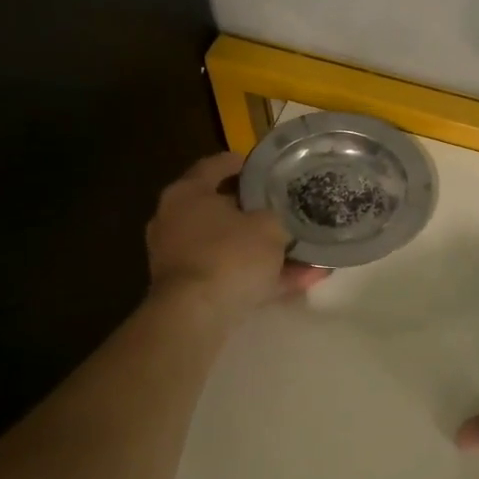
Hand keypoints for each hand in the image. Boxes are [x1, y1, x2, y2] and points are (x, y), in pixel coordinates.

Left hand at [146, 153, 328, 322]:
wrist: (195, 315)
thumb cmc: (230, 255)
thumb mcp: (269, 227)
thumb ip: (276, 218)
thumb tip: (278, 222)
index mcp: (188, 192)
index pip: (216, 165)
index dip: (244, 164)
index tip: (268, 168)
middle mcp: (175, 220)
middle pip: (220, 208)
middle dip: (255, 213)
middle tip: (284, 210)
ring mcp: (179, 256)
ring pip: (229, 246)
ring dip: (263, 250)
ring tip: (303, 253)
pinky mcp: (188, 289)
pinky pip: (231, 275)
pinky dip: (259, 276)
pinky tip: (299, 281)